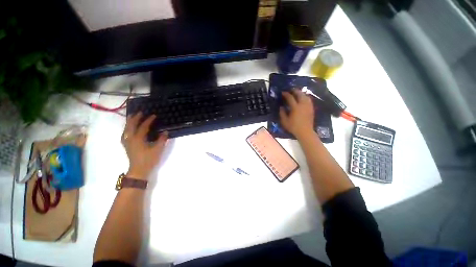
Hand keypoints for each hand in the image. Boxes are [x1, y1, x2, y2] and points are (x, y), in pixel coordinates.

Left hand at [121, 113, 167, 179]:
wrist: (139, 170)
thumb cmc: (149, 159)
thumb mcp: (158, 149)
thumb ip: (162, 139)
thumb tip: (165, 132)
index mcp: (138, 139)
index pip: (143, 126)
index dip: (149, 120)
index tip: (154, 115)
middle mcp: (130, 139)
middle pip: (131, 125)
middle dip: (135, 118)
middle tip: (140, 112)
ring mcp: (127, 142)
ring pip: (126, 129)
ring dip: (129, 122)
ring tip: (132, 116)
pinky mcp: (126, 145)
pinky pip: (125, 134)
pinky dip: (126, 129)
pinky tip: (128, 129)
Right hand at [279, 89, 314, 138]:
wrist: (305, 131)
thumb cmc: (293, 127)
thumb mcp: (284, 121)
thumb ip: (282, 113)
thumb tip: (281, 107)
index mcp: (295, 107)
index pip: (290, 98)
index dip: (286, 94)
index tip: (283, 92)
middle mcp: (302, 104)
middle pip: (299, 94)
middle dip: (294, 91)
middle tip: (290, 90)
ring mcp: (308, 106)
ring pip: (305, 96)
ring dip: (300, 93)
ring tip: (297, 93)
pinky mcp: (311, 108)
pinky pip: (309, 99)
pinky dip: (305, 97)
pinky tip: (303, 98)